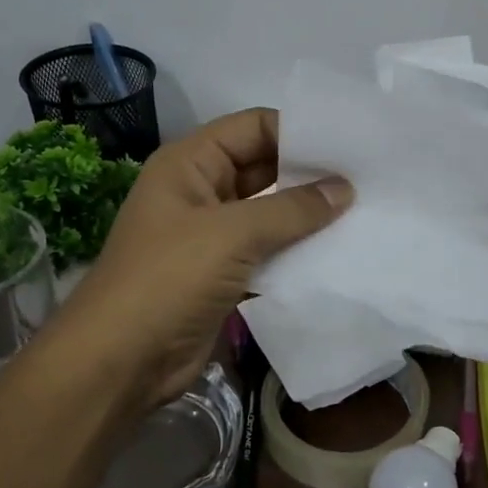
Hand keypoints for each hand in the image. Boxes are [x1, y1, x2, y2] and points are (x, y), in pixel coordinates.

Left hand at [54, 109, 350, 410]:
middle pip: (264, 167)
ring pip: (269, 212)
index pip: (253, 127)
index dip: (298, 131)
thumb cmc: (168, 279)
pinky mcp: (224, 273)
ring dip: (308, 215)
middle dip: (310, 174)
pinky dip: (298, 249)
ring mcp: (212, 234)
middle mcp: (201, 191)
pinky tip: (337, 251)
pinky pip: (268, 250)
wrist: (122, 361)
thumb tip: (344, 189)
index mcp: (190, 163)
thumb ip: (292, 209)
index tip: (349, 145)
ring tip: (362, 212)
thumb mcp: (231, 234)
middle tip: (366, 179)